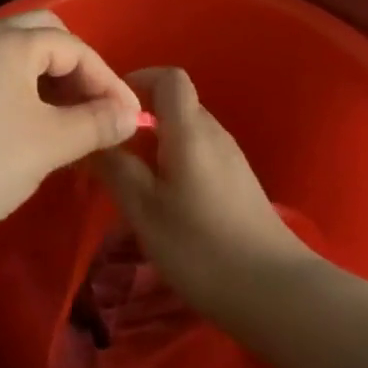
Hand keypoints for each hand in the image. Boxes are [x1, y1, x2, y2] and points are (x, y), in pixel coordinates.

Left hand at [0, 11, 142, 248]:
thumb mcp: (49, 144)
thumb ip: (96, 123)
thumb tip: (131, 115)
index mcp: (10, 41)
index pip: (74, 47)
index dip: (107, 80)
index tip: (129, 117)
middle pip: (45, 34)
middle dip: (78, 68)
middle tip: (96, 106)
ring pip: (19, 53)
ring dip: (51, 78)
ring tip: (70, 119)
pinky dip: (23, 88)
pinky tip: (30, 125)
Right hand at [94, 67, 314, 326]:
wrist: (275, 291)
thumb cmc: (201, 247)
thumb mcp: (145, 210)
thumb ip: (117, 168)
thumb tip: (92, 137)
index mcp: (190, 129)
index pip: (169, 77)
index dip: (139, 80)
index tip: (111, 107)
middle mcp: (214, 132)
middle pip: (176, 104)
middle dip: (142, 119)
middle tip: (111, 151)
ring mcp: (231, 157)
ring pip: (187, 132)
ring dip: (158, 145)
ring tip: (133, 181)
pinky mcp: (239, 183)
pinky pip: (201, 154)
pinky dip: (177, 163)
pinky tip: (166, 203)